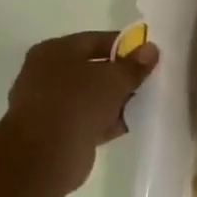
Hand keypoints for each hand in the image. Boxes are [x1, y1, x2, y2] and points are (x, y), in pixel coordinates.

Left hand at [3, 32, 158, 184]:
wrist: (44, 155)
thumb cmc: (78, 102)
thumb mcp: (116, 78)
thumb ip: (135, 64)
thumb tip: (151, 50)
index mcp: (54, 51)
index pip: (97, 40)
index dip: (126, 46)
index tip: (149, 55)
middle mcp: (44, 74)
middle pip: (92, 69)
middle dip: (120, 75)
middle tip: (147, 79)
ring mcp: (46, 104)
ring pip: (90, 96)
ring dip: (114, 100)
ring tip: (143, 102)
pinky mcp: (52, 132)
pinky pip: (86, 119)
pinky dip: (105, 120)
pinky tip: (129, 123)